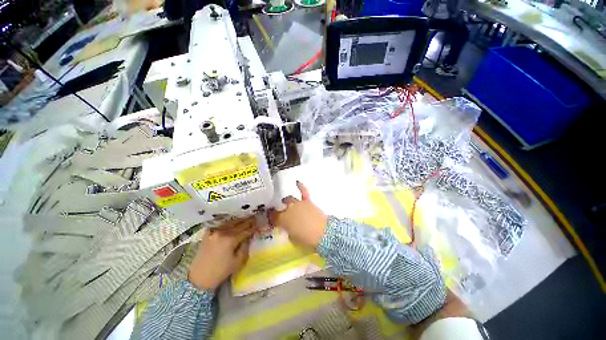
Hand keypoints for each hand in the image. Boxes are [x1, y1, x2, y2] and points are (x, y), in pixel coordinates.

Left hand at [187, 218, 255, 289]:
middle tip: (254, 218)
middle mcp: (222, 232)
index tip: (258, 224)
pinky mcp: (207, 233)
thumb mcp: (238, 262)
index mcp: (230, 240)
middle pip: (238, 224)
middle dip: (247, 221)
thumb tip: (248, 237)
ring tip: (246, 217)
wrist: (199, 278)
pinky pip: (220, 224)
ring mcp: (214, 231)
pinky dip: (227, 222)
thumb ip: (245, 247)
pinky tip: (232, 221)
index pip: (245, 231)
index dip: (253, 228)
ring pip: (230, 222)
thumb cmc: (221, 272)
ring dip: (239, 220)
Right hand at [269, 181, 327, 248]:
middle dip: (279, 210)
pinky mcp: (308, 202)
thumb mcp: (293, 239)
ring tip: (286, 203)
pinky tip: (297, 182)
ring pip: (289, 199)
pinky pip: (303, 191)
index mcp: (283, 220)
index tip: (271, 220)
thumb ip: (288, 231)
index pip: (273, 216)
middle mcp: (289, 209)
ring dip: (287, 201)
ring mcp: (299, 204)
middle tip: (280, 214)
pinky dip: (300, 186)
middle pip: (281, 207)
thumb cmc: (306, 240)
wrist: (323, 233)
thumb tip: (288, 228)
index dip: (271, 218)